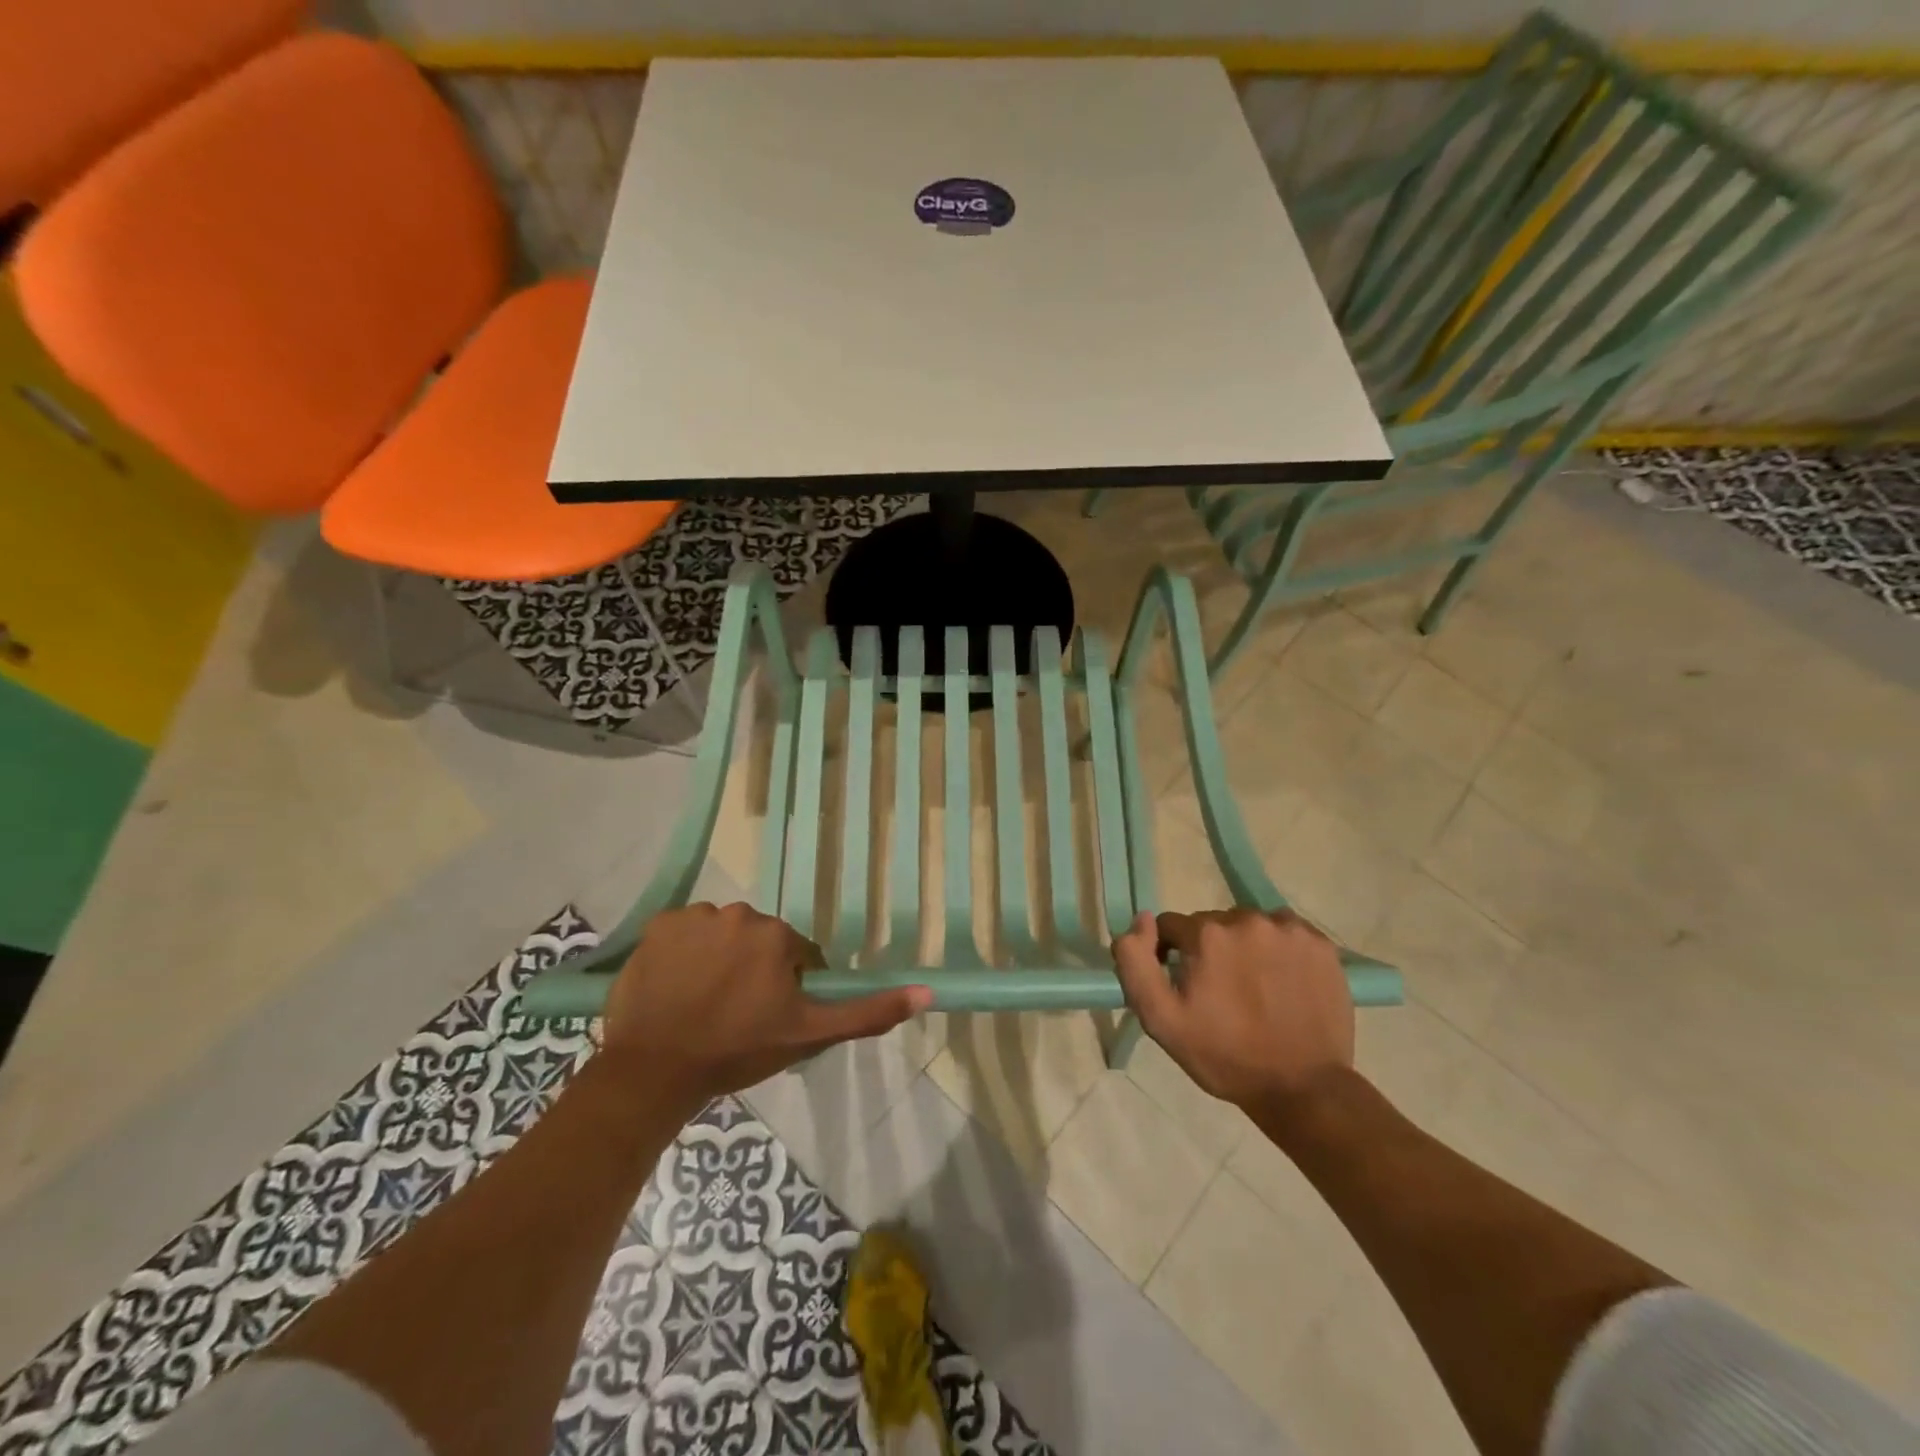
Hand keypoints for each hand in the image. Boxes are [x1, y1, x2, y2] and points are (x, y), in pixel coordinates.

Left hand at [600, 903, 931, 1110]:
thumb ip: (868, 1012)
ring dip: (719, 959)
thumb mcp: (809, 1036)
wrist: (655, 1069)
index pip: (796, 956)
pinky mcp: (659, 926)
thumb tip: (926, 992)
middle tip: (736, 1013)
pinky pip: (684, 933)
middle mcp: (740, 913)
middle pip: (758, 941)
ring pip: (721, 935)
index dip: (788, 988)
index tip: (769, 1017)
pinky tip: (677, 987)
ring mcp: (695, 917)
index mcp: (778, 936)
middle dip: (754, 970)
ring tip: (703, 1002)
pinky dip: (684, 953)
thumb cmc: (738, 1051)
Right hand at [1111, 908, 1354, 1113]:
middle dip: (1210, 951)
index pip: (1172, 926)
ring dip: (1245, 948)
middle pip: (1213, 924)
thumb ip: (1136, 962)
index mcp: (1207, 934)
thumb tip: (1143, 920)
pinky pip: (1286, 933)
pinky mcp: (1321, 944)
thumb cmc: (1224, 1056)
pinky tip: (1283, 982)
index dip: (1171, 955)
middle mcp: (1247, 920)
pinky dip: (1280, 950)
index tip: (1186, 987)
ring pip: (1250, 926)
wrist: (1303, 1089)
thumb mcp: (1161, 1019)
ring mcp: (1289, 930)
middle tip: (1222, 993)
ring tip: (1256, 988)